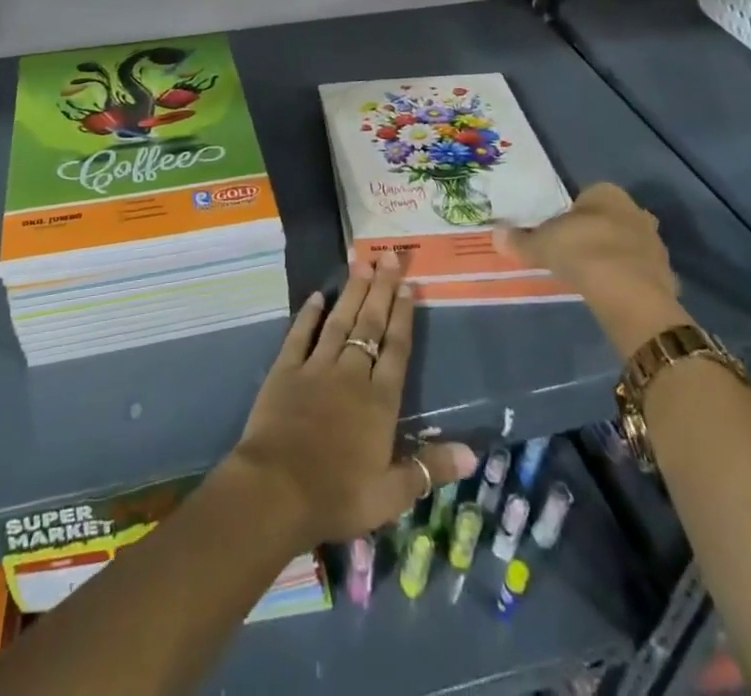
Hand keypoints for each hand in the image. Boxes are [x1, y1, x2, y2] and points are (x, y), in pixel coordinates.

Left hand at [225, 251, 476, 548]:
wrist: (277, 489)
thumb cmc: (338, 495)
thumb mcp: (391, 494)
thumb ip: (430, 468)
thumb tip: (473, 454)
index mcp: (379, 401)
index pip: (396, 349)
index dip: (403, 315)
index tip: (408, 285)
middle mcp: (351, 374)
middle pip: (370, 325)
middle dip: (381, 289)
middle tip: (389, 256)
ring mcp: (316, 367)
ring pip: (339, 321)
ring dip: (352, 292)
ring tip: (361, 262)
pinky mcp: (286, 370)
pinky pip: (300, 334)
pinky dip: (309, 314)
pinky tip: (318, 295)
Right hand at [494, 183, 688, 357]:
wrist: (629, 294)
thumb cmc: (581, 252)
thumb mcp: (541, 244)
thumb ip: (520, 240)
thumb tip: (496, 234)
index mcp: (607, 193)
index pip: (588, 195)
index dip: (572, 213)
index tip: (559, 231)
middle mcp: (636, 211)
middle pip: (611, 218)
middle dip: (596, 231)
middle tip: (574, 251)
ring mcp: (655, 243)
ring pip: (628, 244)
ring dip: (614, 255)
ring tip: (591, 275)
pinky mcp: (666, 274)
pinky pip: (639, 271)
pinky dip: (627, 279)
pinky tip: (611, 292)